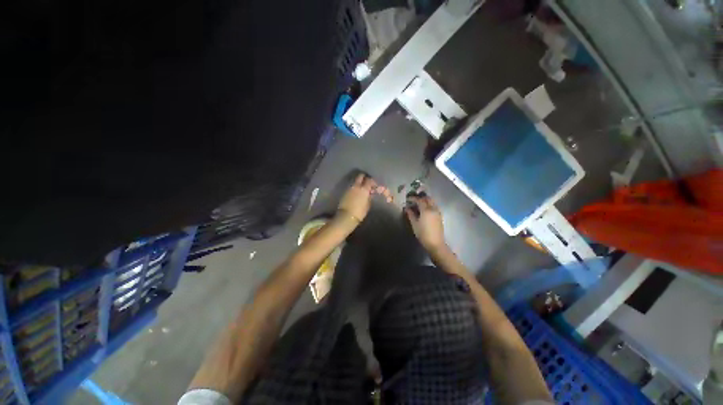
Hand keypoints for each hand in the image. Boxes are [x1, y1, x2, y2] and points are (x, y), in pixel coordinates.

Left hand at [337, 174, 392, 222]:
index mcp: (364, 189)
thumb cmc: (359, 212)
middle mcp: (356, 186)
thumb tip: (370, 193)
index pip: (369, 180)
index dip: (372, 182)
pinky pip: (351, 186)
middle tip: (367, 183)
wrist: (346, 216)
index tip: (374, 186)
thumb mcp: (368, 205)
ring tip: (361, 188)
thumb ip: (369, 197)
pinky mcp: (345, 191)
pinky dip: (354, 187)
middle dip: (364, 178)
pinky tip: (356, 192)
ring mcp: (349, 188)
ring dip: (359, 182)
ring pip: (355, 180)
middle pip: (360, 176)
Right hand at [405, 195, 445, 250]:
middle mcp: (433, 209)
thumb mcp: (414, 224)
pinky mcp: (440, 216)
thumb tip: (407, 208)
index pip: (420, 200)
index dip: (413, 198)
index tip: (408, 199)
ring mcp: (438, 212)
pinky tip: (424, 209)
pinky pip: (434, 206)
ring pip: (432, 202)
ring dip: (426, 201)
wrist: (435, 243)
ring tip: (419, 204)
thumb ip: (410, 214)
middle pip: (428, 199)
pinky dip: (429, 205)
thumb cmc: (423, 234)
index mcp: (426, 210)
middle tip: (414, 200)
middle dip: (421, 197)